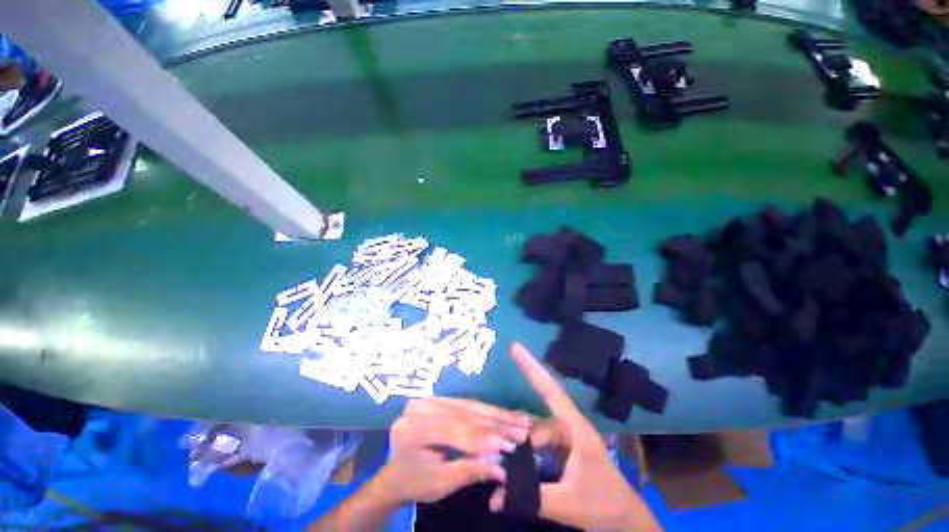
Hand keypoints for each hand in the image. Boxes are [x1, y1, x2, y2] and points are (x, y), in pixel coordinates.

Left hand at [377, 396, 532, 504]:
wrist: (396, 473)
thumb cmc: (415, 482)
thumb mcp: (441, 484)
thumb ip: (470, 471)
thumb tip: (503, 468)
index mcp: (413, 428)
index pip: (454, 429)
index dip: (484, 437)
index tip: (511, 445)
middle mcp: (420, 406)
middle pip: (464, 413)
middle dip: (496, 423)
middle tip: (523, 429)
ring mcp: (429, 398)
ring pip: (469, 405)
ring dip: (496, 414)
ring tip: (520, 421)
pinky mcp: (438, 398)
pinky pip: (467, 403)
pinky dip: (488, 411)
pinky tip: (505, 415)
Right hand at [490, 343, 660, 531]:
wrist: (626, 522)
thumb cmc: (604, 505)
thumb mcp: (568, 502)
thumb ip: (532, 497)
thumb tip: (494, 497)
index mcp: (575, 428)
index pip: (550, 389)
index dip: (531, 367)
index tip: (515, 347)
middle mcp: (568, 426)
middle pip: (535, 420)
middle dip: (517, 432)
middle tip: (498, 448)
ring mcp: (565, 437)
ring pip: (534, 433)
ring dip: (521, 449)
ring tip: (505, 469)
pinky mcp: (562, 449)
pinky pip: (538, 445)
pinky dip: (526, 455)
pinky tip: (516, 470)